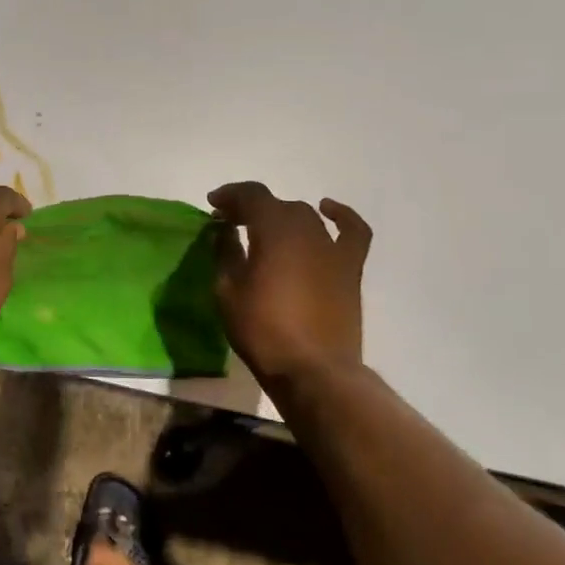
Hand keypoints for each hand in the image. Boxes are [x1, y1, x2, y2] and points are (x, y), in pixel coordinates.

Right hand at [207, 182, 371, 382]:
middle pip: (277, 204)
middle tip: (231, 224)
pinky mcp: (350, 268)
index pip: (251, 195)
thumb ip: (225, 253)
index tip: (213, 206)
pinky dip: (340, 216)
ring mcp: (332, 248)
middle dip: (251, 208)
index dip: (230, 195)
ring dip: (282, 216)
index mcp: (273, 230)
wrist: (313, 370)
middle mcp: (306, 229)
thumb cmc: (262, 330)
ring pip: (306, 215)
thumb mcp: (227, 291)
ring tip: (266, 229)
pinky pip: (352, 231)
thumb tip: (224, 230)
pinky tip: (328, 211)